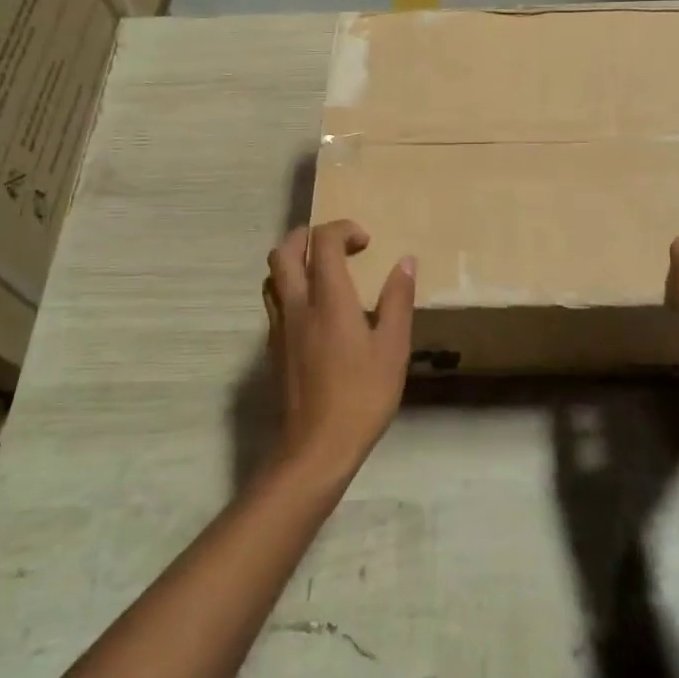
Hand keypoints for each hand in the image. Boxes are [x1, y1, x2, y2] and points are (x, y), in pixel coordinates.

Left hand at [264, 220, 415, 481]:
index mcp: (328, 300)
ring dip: (294, 260)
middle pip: (284, 251)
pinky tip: (315, 310)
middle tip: (336, 244)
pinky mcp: (273, 348)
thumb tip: (405, 261)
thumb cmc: (362, 396)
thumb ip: (398, 300)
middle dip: (307, 236)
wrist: (316, 447)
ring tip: (323, 271)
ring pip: (273, 276)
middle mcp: (297, 305)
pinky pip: (274, 301)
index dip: (343, 229)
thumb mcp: (393, 348)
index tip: (366, 242)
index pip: (323, 242)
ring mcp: (280, 327)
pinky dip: (290, 288)